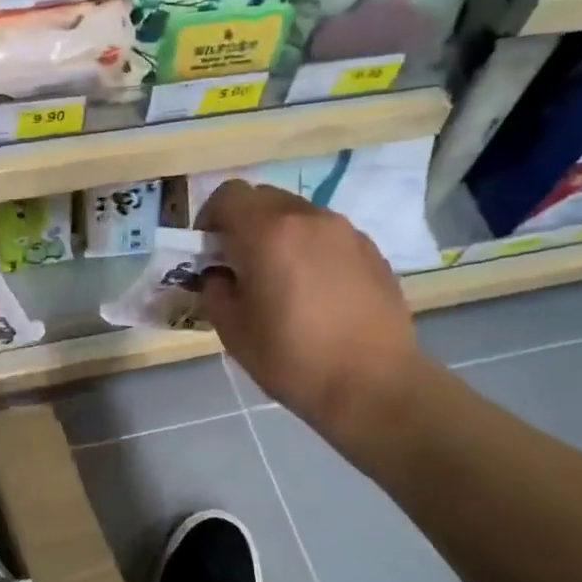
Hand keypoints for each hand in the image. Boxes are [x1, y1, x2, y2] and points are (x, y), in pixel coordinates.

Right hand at [196, 180, 420, 438]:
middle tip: (240, 265)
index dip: (210, 218)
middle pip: (264, 199)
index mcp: (268, 233)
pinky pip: (328, 236)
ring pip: (298, 215)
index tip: (208, 251)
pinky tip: (315, 293)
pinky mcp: (371, 251)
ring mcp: (346, 232)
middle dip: (244, 224)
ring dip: (279, 236)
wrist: (373, 386)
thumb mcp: (233, 331)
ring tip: (280, 280)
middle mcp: (309, 219)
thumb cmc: (293, 360)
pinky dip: (310, 250)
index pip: (228, 195)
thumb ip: (215, 291)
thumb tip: (219, 276)